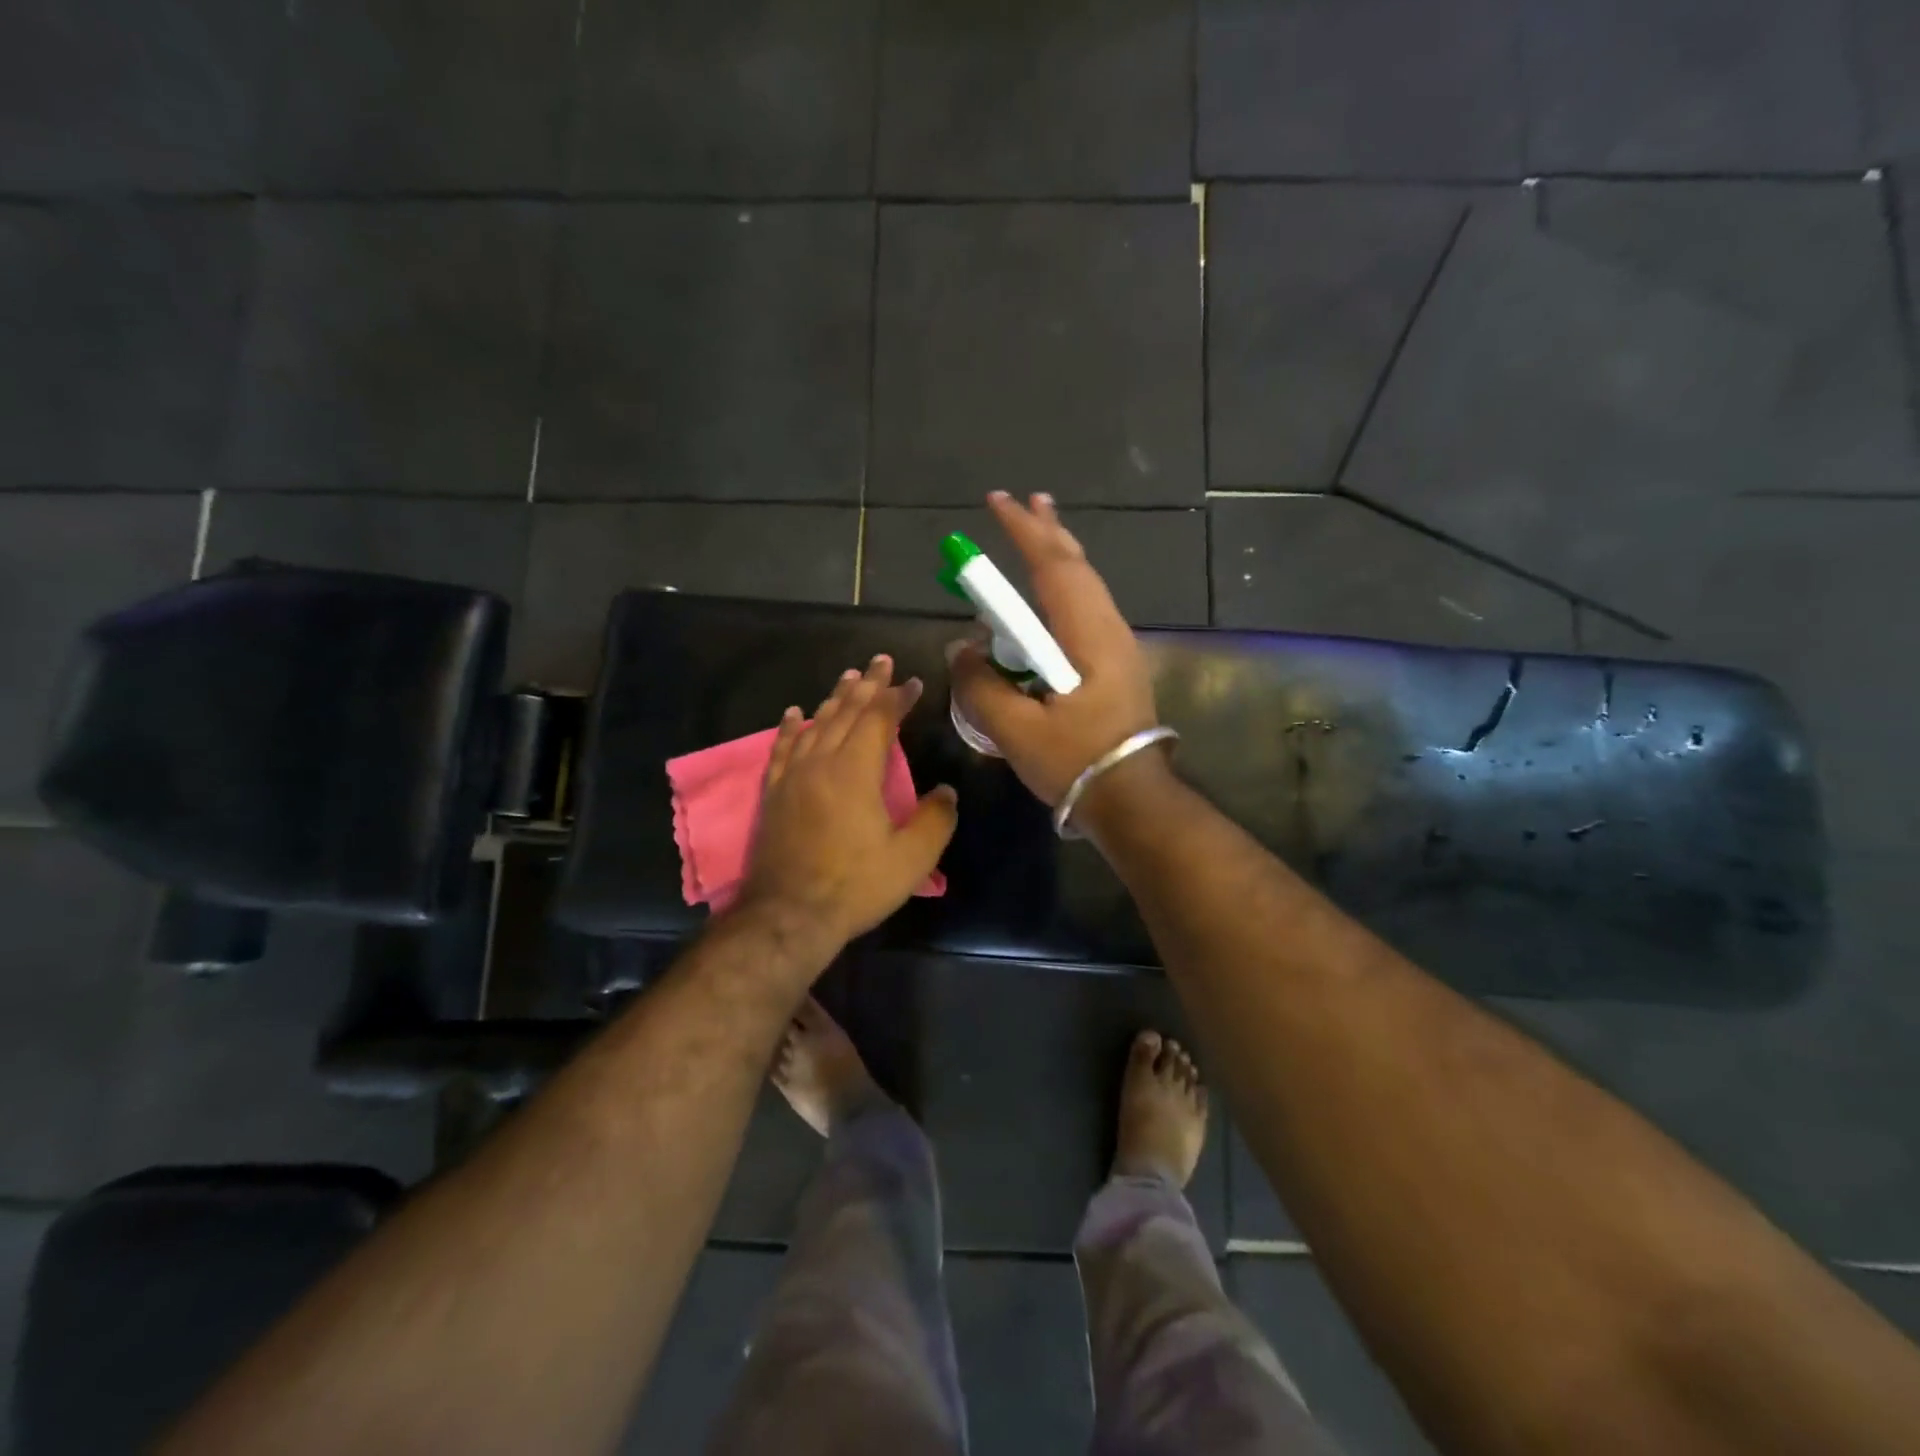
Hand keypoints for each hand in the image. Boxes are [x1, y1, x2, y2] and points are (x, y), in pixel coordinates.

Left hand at [737, 655, 958, 953]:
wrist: (789, 915)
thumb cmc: (855, 885)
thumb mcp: (912, 858)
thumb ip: (935, 819)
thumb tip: (946, 791)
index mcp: (856, 771)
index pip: (879, 720)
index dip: (897, 697)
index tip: (913, 682)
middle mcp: (822, 762)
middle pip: (846, 712)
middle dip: (867, 685)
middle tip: (880, 662)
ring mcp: (793, 777)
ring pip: (816, 725)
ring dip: (834, 699)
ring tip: (847, 678)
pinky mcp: (774, 794)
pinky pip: (783, 748)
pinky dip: (791, 727)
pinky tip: (794, 714)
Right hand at [948, 492, 1165, 809]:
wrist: (1133, 801)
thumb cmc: (1077, 764)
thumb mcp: (1018, 732)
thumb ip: (982, 687)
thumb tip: (961, 650)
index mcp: (1089, 638)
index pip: (1054, 570)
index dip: (1025, 533)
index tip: (998, 502)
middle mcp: (1108, 631)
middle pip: (1077, 567)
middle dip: (1048, 532)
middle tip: (1026, 501)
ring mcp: (1116, 647)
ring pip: (1085, 586)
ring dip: (1059, 557)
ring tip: (1039, 533)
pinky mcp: (1114, 666)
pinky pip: (1085, 610)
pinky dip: (1063, 588)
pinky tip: (1050, 596)